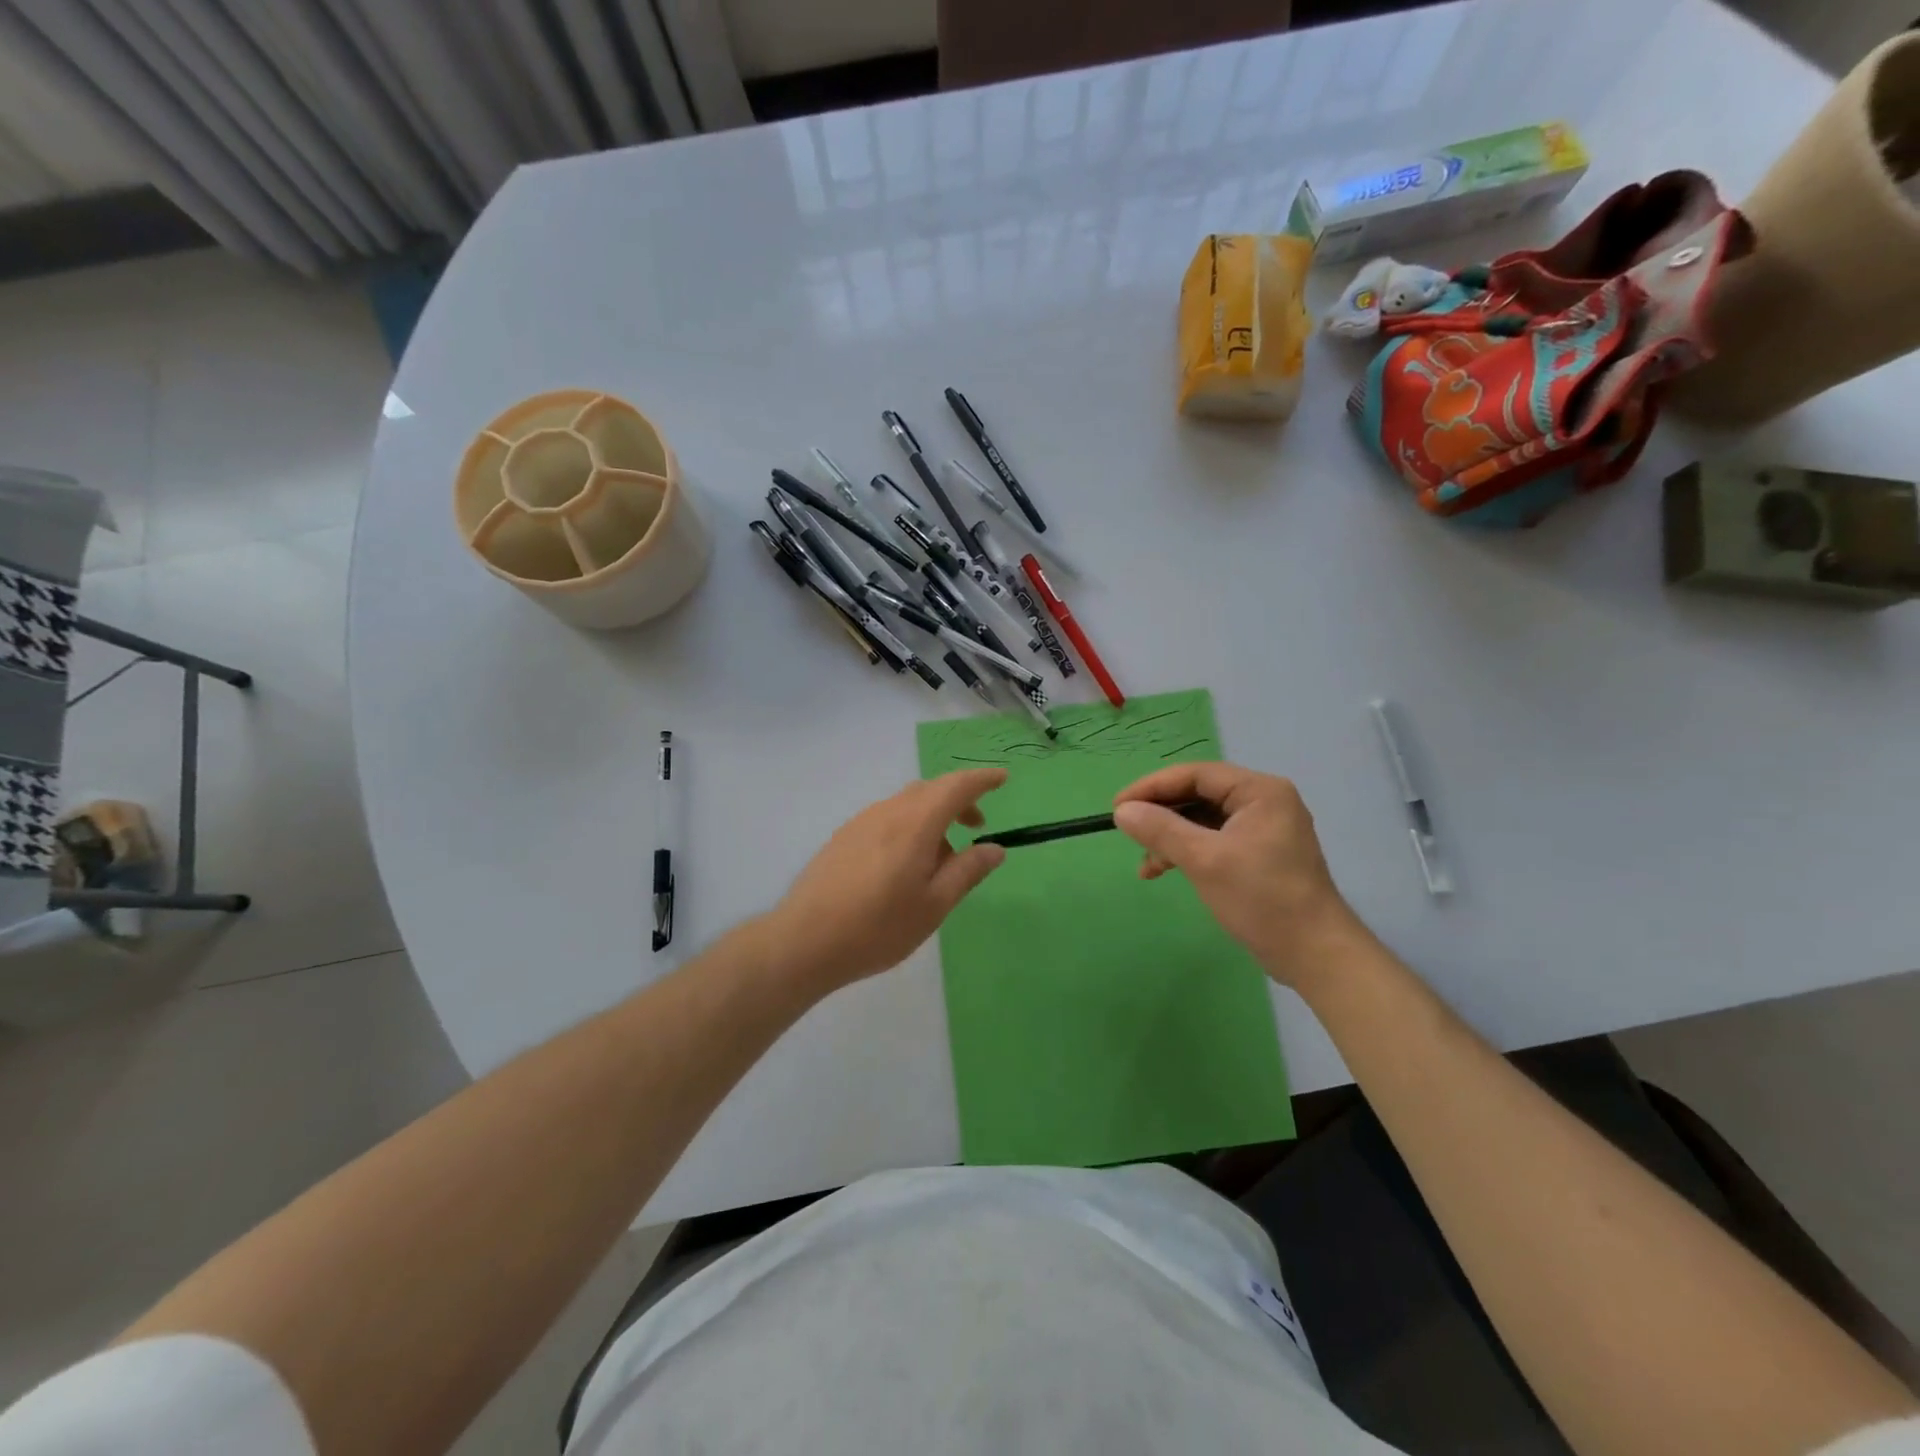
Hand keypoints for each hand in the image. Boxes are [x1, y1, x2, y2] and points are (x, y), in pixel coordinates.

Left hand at [769, 768, 1007, 993]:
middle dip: (959, 800)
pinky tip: (905, 865)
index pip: (955, 786)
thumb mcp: (933, 905)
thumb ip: (967, 871)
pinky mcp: (843, 837)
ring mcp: (861, 822)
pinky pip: (887, 817)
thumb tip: (995, 848)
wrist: (803, 941)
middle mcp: (887, 812)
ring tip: (941, 858)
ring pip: (906, 804)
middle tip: (977, 826)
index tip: (1002, 778)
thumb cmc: (877, 927)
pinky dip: (909, 826)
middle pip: (930, 790)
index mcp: (914, 824)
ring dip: (933, 816)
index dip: (981, 779)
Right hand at [1113, 762, 1364, 988]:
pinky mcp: (1258, 855)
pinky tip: (1164, 871)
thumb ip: (1161, 829)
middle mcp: (1263, 802)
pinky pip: (1213, 841)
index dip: (1152, 787)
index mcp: (1259, 791)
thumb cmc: (1261, 898)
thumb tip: (1121, 811)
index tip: (1117, 806)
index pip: (1195, 775)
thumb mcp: (1204, 860)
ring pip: (1203, 820)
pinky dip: (1187, 852)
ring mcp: (1263, 829)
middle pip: (1199, 795)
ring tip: (1145, 864)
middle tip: (1127, 831)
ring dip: (1170, 837)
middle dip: (1161, 814)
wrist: (1315, 955)